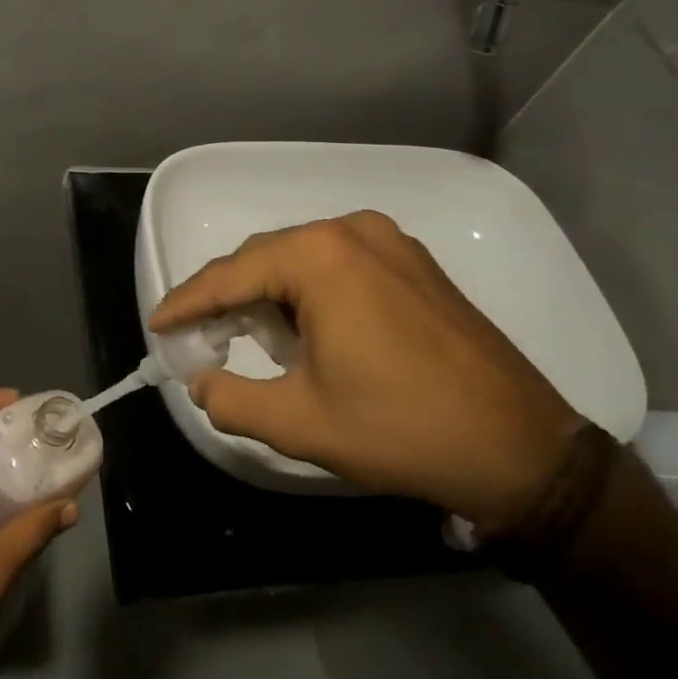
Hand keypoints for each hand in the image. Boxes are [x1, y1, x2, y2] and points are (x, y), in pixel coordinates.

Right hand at [148, 212, 581, 530]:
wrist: (520, 447)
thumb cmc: (401, 428)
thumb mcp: (300, 421)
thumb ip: (230, 398)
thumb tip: (201, 382)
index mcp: (320, 257)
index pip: (230, 274)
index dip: (187, 302)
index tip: (157, 324)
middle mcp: (352, 231)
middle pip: (264, 259)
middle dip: (227, 298)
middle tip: (200, 338)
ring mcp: (390, 241)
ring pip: (301, 260)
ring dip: (269, 296)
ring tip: (252, 339)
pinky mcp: (414, 262)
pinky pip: (339, 264)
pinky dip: (309, 292)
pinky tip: (307, 330)